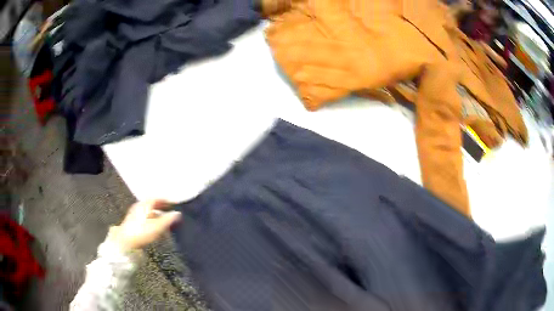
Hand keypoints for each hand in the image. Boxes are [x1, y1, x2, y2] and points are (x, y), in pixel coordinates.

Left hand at [111, 199, 181, 250]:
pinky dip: (151, 217)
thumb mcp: (157, 226)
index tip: (173, 203)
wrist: (125, 242)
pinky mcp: (132, 221)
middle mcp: (139, 206)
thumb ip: (168, 219)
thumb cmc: (142, 232)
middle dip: (160, 206)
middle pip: (151, 203)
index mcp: (144, 204)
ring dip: (156, 212)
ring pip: (147, 210)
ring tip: (163, 218)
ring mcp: (134, 213)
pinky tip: (154, 225)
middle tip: (169, 209)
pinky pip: (144, 215)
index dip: (165, 200)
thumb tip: (178, 213)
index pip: (156, 198)